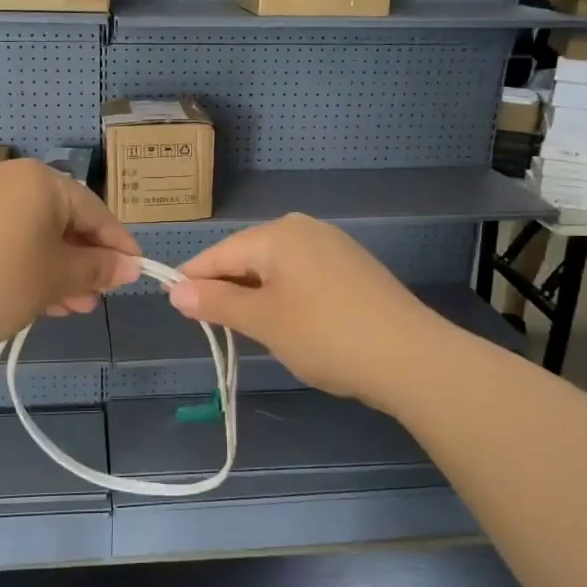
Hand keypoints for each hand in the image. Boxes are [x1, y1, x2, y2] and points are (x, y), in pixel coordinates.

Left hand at [0, 159, 139, 363]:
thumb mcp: (56, 278)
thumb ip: (98, 269)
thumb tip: (131, 266)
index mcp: (38, 180)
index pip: (94, 210)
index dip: (118, 244)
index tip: (135, 273)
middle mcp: (8, 178)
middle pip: (62, 219)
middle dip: (83, 261)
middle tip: (97, 298)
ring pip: (33, 232)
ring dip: (57, 268)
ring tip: (71, 307)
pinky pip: (6, 238)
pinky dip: (26, 264)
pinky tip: (38, 298)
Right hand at [165, 214, 453, 412]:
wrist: (410, 357)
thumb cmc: (325, 335)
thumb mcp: (262, 321)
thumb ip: (216, 302)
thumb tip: (175, 290)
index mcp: (277, 234)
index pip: (219, 254)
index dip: (193, 280)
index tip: (176, 308)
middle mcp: (304, 228)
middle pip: (248, 256)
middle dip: (227, 288)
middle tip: (215, 327)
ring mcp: (333, 245)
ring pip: (276, 267)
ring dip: (257, 294)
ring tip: (252, 329)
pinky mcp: (353, 267)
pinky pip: (303, 274)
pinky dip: (286, 295)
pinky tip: (291, 323)